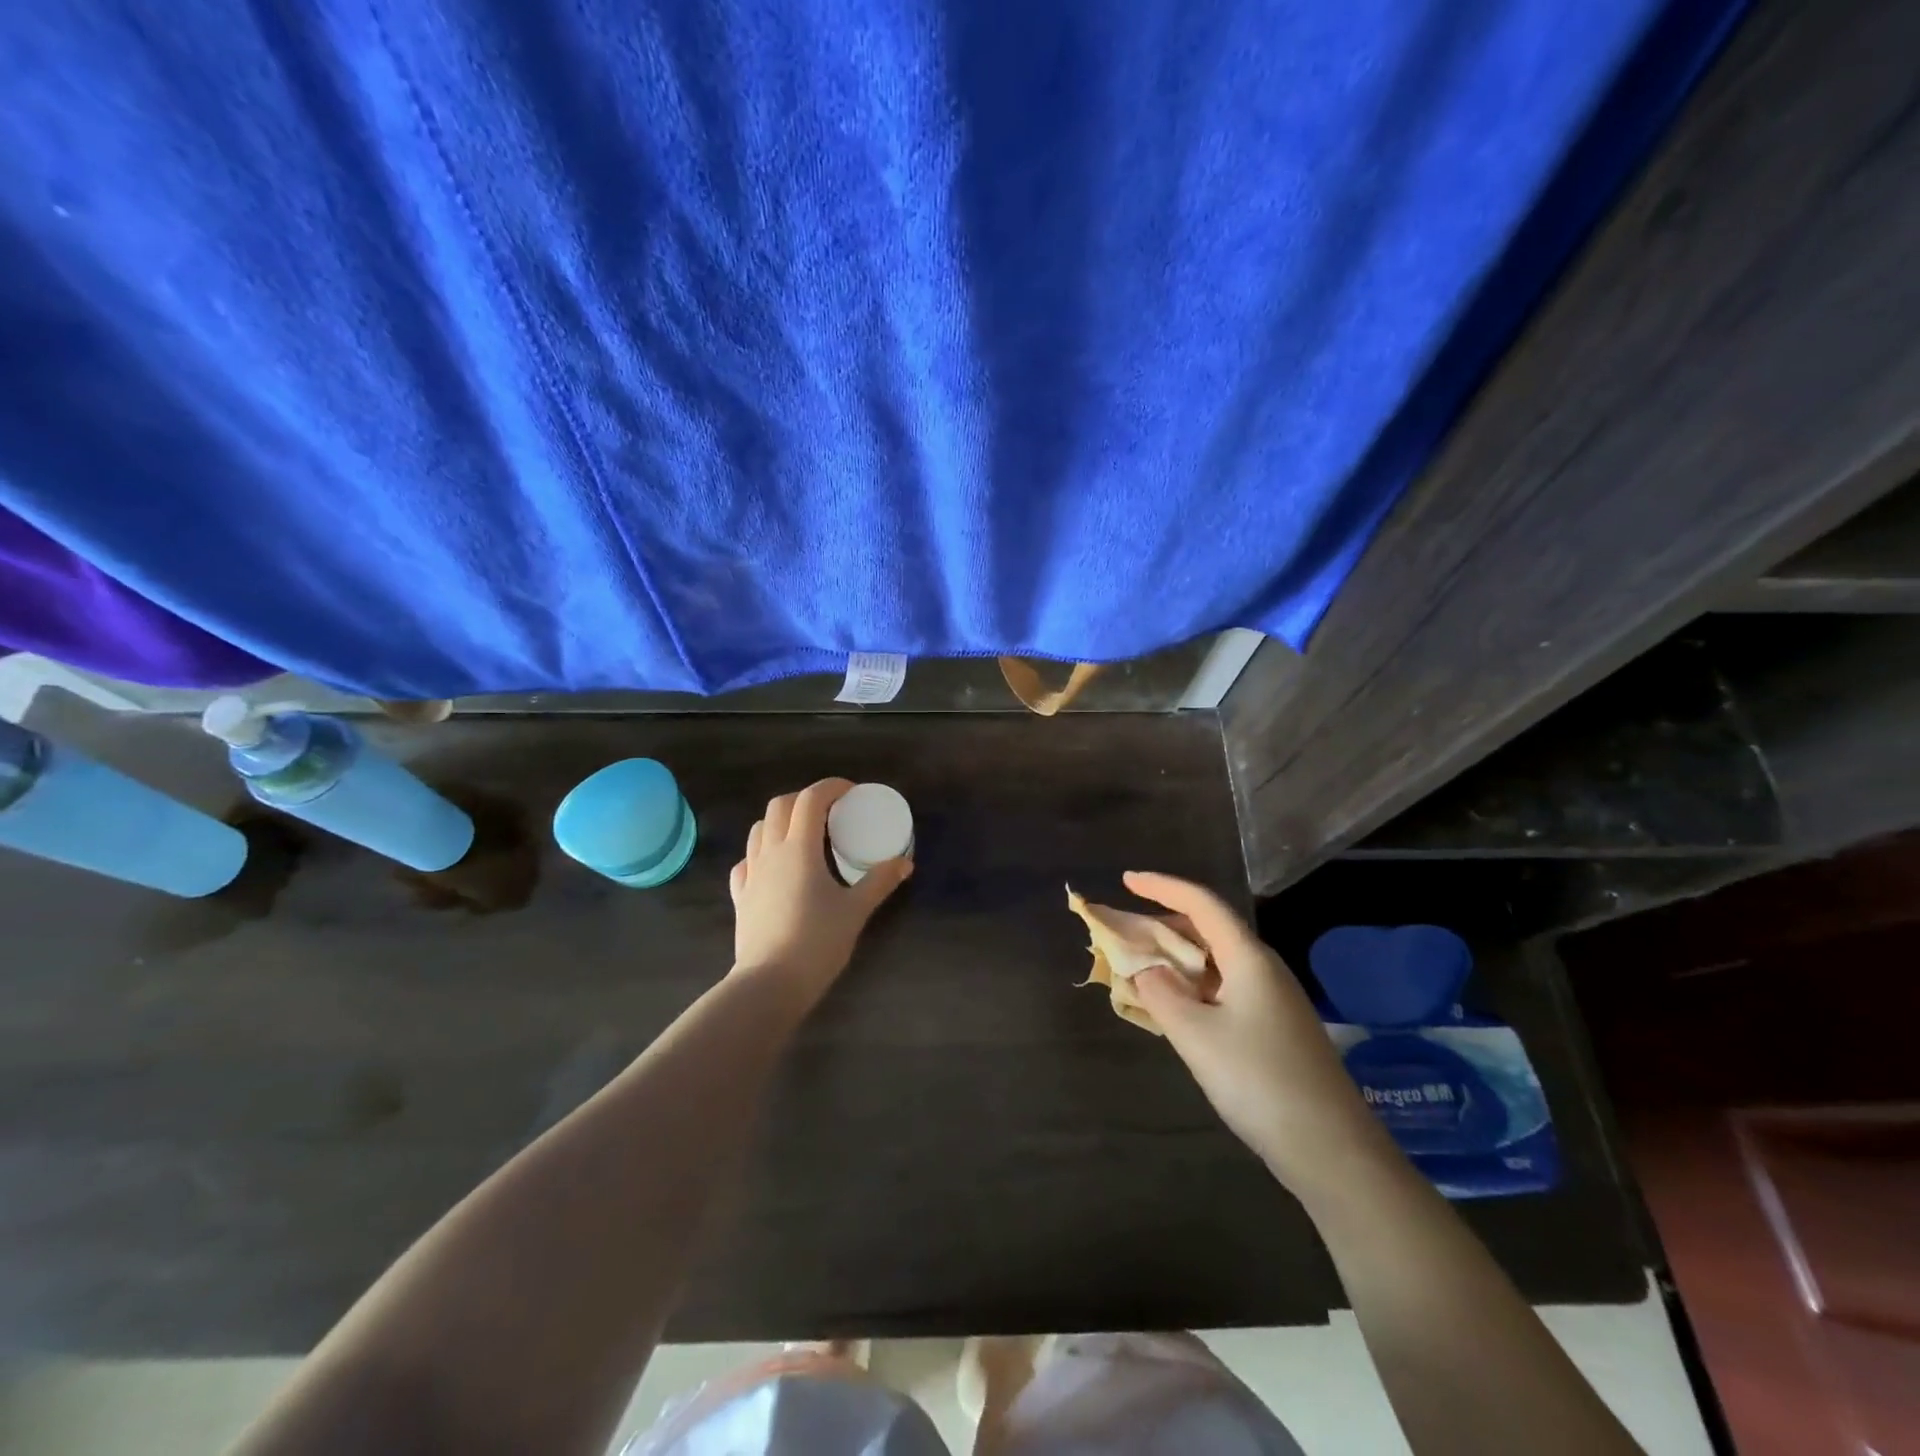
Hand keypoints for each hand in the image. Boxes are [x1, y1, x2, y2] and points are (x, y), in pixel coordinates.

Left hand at [728, 779, 911, 1000]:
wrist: (770, 983)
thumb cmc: (817, 941)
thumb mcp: (856, 910)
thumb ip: (880, 882)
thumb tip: (905, 862)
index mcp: (799, 849)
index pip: (810, 800)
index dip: (831, 787)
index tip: (851, 793)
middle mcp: (771, 852)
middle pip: (780, 806)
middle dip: (804, 799)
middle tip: (829, 812)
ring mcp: (751, 874)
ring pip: (759, 829)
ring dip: (780, 821)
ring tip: (804, 836)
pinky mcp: (741, 896)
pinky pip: (746, 861)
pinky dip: (761, 853)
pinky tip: (775, 868)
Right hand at [1126, 871, 1394, 1198]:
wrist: (1332, 1151)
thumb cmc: (1259, 1081)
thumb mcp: (1196, 1036)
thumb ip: (1161, 994)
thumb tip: (1145, 970)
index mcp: (1248, 958)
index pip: (1201, 903)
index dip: (1161, 886)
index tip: (1126, 880)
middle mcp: (1263, 969)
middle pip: (1208, 929)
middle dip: (1163, 925)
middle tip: (1124, 933)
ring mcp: (1272, 1000)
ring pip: (1215, 962)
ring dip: (1176, 959)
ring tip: (1140, 968)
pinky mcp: (1274, 1029)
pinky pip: (1223, 989)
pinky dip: (1192, 987)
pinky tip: (1174, 1008)